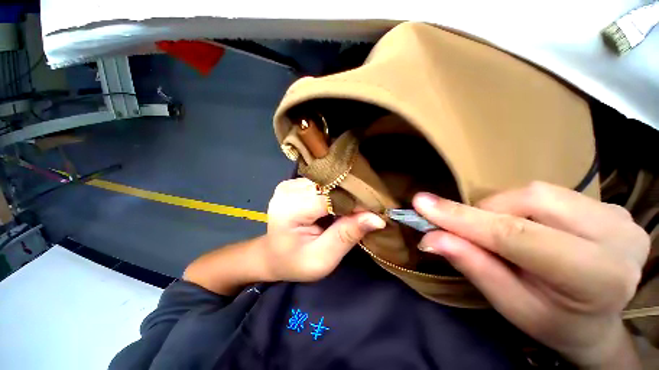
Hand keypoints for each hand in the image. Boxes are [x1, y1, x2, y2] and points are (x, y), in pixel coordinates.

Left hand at [263, 178, 384, 281]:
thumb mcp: (323, 258)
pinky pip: (321, 183)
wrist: (274, 256)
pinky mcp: (294, 183)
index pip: (331, 196)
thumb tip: (377, 218)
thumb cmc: (296, 262)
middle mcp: (288, 190)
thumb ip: (347, 235)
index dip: (355, 202)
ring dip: (342, 195)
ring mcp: (290, 184)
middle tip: (365, 212)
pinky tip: (336, 204)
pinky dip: (333, 193)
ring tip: (350, 210)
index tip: (374, 212)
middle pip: (329, 186)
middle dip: (350, 198)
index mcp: (290, 208)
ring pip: (327, 182)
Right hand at [413, 182, 649, 367]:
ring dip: (502, 209)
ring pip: (538, 191)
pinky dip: (520, 206)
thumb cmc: (552, 321)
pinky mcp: (609, 204)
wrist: (595, 319)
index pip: (517, 236)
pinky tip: (525, 226)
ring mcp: (618, 215)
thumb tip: (430, 237)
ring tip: (499, 234)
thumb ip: (473, 265)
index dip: (463, 218)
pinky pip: (549, 192)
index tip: (421, 204)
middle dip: (486, 213)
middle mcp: (618, 236)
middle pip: (532, 200)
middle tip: (469, 232)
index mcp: (598, 278)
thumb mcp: (509, 304)